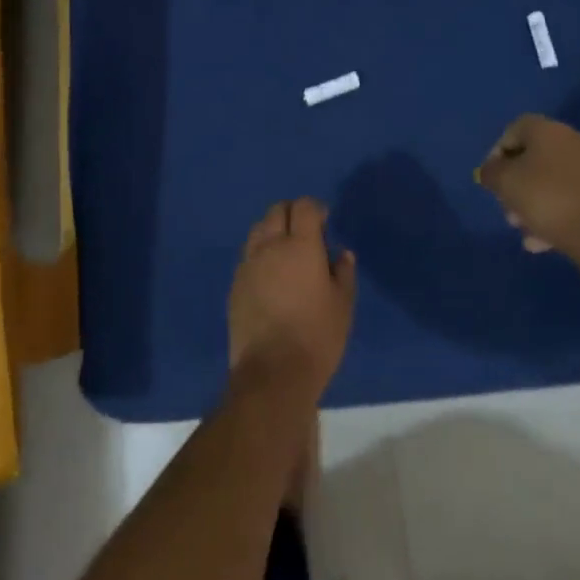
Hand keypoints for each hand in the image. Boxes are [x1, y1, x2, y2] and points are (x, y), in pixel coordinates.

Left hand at [228, 198, 357, 400]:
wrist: (272, 372)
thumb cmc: (317, 336)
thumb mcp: (343, 305)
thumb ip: (343, 272)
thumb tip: (341, 253)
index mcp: (300, 245)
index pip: (304, 207)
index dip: (315, 208)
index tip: (324, 221)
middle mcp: (270, 246)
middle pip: (276, 211)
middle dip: (292, 213)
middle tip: (306, 232)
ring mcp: (248, 264)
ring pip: (258, 230)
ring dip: (273, 231)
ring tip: (286, 252)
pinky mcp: (235, 283)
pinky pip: (248, 256)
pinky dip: (260, 254)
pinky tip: (270, 276)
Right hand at [475, 115, 579, 281]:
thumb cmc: (550, 200)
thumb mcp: (505, 183)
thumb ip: (491, 172)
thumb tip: (491, 171)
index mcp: (549, 130)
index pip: (513, 130)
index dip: (496, 153)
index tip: (491, 180)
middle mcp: (574, 141)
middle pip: (534, 158)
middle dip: (516, 184)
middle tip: (508, 210)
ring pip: (553, 182)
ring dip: (534, 203)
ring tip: (525, 231)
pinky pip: (573, 199)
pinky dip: (557, 215)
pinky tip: (545, 241)